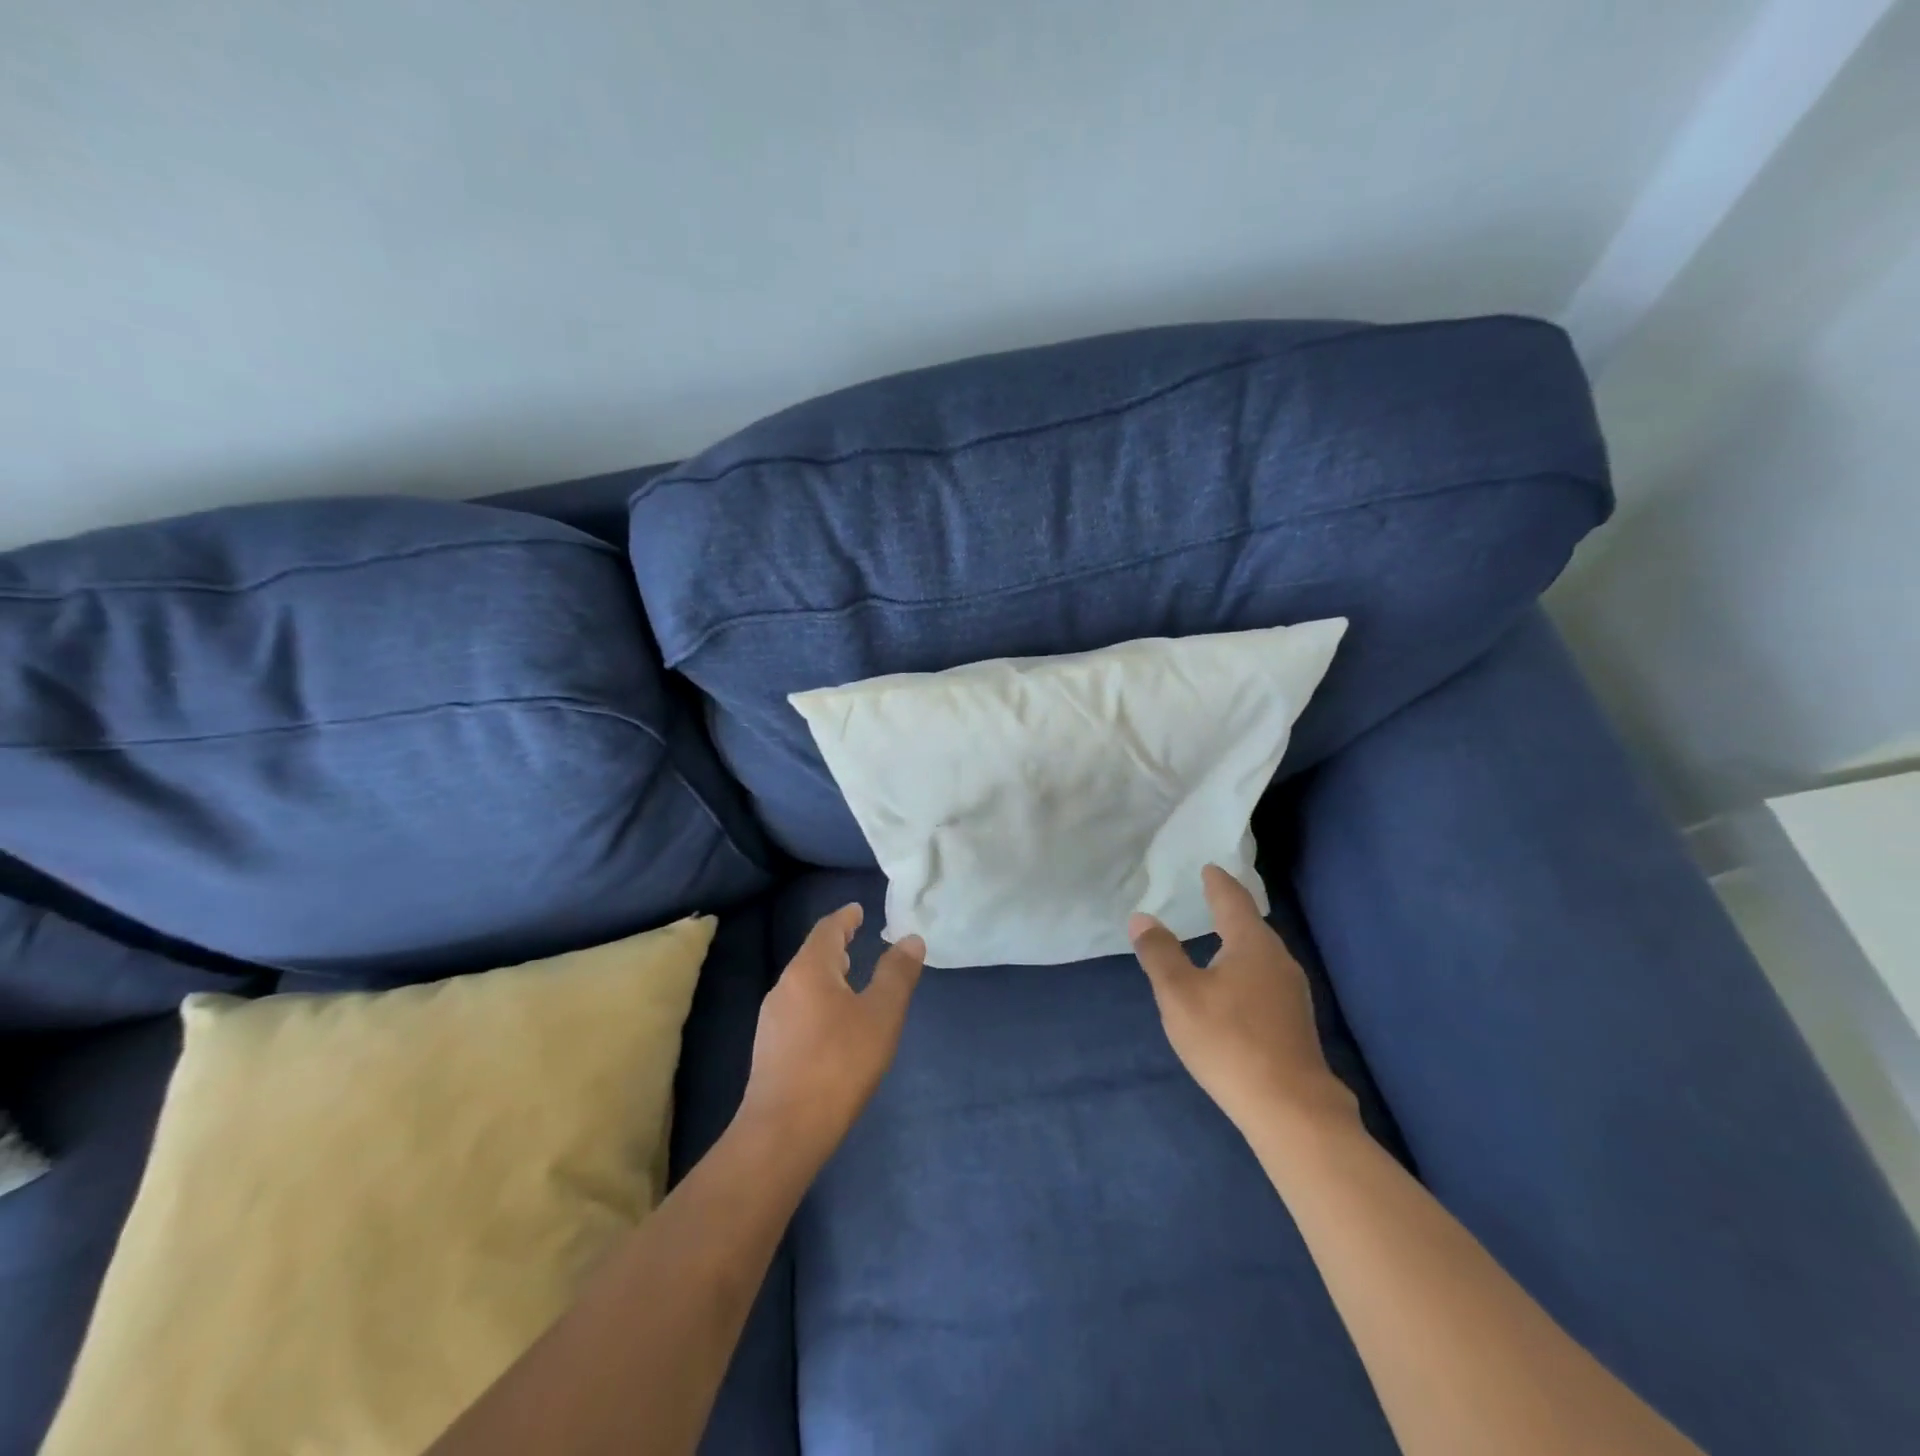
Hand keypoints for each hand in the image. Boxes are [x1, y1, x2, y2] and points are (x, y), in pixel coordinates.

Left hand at [739, 903, 924, 1156]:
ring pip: (804, 984)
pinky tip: (833, 1024)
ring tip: (851, 980)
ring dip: (828, 975)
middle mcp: (784, 986)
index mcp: (809, 970)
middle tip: (860, 940)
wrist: (783, 1132)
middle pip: (812, 955)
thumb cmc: (839, 1064)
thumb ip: (897, 974)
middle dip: (836, 946)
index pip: (827, 929)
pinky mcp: (770, 1049)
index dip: (845, 917)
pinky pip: (798, 1009)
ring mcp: (772, 1019)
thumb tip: (910, 938)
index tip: (858, 910)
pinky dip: (819, 1001)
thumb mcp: (881, 1015)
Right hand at [1129, 865, 1357, 1134]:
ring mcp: (1292, 993)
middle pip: (1251, 925)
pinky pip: (1264, 979)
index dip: (1217, 882)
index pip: (1233, 900)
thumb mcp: (1179, 994)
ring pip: (1260, 954)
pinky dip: (1245, 969)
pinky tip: (1232, 987)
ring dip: (1237, 942)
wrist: (1290, 1109)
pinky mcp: (1295, 1022)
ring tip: (1215, 939)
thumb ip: (1159, 953)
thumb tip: (1142, 917)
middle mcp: (1278, 960)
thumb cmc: (1229, 1040)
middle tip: (1207, 897)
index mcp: (1252, 944)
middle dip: (1229, 910)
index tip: (1208, 867)